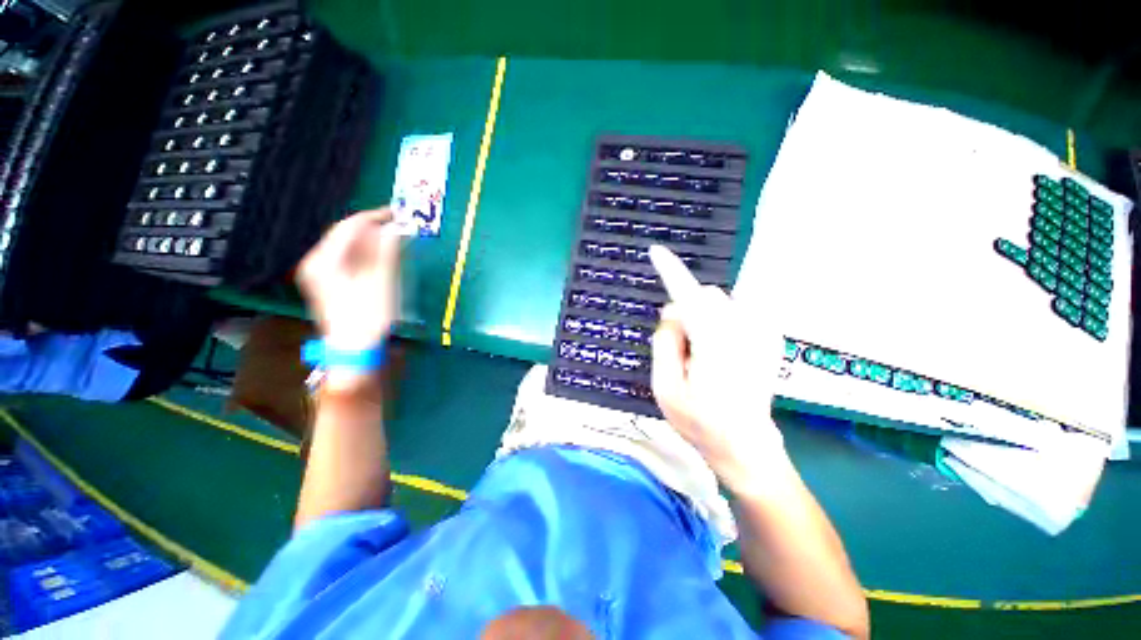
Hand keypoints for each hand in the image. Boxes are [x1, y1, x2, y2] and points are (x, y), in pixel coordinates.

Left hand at [297, 208, 401, 352]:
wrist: (354, 349)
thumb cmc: (368, 316)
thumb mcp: (381, 282)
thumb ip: (387, 252)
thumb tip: (396, 228)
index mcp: (324, 261)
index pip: (348, 227)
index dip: (373, 217)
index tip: (396, 213)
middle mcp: (317, 263)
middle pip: (345, 236)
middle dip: (373, 230)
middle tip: (399, 227)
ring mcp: (321, 274)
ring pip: (348, 248)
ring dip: (371, 242)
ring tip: (395, 240)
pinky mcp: (330, 284)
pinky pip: (348, 260)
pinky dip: (366, 255)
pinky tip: (382, 257)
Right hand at [649, 245, 786, 490]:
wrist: (746, 446)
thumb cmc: (700, 422)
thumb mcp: (665, 387)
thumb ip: (664, 342)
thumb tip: (671, 311)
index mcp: (713, 342)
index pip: (687, 295)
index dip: (670, 271)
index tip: (656, 251)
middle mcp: (742, 329)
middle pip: (704, 296)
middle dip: (687, 312)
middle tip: (682, 350)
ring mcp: (760, 332)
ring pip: (719, 303)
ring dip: (703, 320)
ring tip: (703, 357)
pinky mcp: (768, 337)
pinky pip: (734, 313)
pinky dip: (719, 324)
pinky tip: (721, 354)